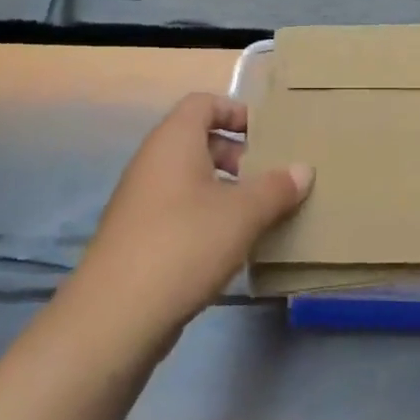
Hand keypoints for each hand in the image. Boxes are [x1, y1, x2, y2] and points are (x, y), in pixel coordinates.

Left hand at [63, 94, 311, 344]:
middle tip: (270, 177)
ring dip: (225, 189)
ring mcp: (141, 201)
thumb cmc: (185, 244)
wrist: (116, 315)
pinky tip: (232, 246)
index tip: (268, 135)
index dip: (236, 111)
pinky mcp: (139, 237)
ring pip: (190, 179)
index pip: (203, 103)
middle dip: (237, 155)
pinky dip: (207, 217)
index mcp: (173, 142)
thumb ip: (276, 188)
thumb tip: (303, 169)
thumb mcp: (243, 214)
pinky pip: (180, 210)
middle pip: (197, 140)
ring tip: (259, 213)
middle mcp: (152, 163)